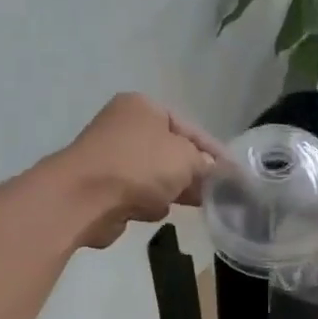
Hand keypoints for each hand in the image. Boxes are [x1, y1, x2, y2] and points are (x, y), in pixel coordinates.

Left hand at [51, 93, 219, 248]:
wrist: (83, 198)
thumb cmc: (139, 166)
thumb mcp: (186, 159)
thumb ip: (206, 164)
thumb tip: (213, 172)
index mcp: (144, 107)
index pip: (190, 128)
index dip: (214, 151)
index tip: (234, 173)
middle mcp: (125, 126)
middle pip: (172, 152)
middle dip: (192, 173)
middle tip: (216, 193)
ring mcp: (111, 157)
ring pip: (156, 175)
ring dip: (170, 190)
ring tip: (185, 203)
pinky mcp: (103, 186)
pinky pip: (138, 194)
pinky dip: (148, 203)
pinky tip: (151, 211)